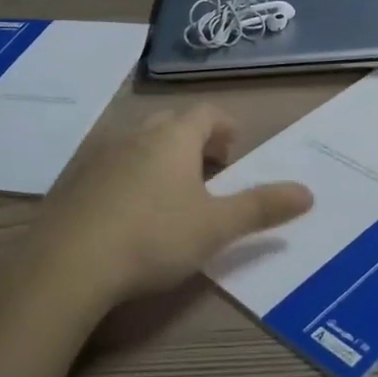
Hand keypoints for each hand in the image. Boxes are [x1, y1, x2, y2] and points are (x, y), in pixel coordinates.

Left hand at [25, 105, 312, 312]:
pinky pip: (112, 165)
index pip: (207, 113)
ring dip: (162, 157)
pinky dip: (131, 175)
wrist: (69, 263)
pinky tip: (130, 211)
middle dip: (195, 141)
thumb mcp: (216, 227)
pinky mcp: (75, 179)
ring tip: (173, 192)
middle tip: (210, 170)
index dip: (225, 127)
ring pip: (140, 142)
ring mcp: (101, 154)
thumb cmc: (154, 237)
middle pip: (173, 124)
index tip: (234, 150)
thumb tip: (308, 192)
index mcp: (174, 137)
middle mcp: (137, 134)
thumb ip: (262, 208)